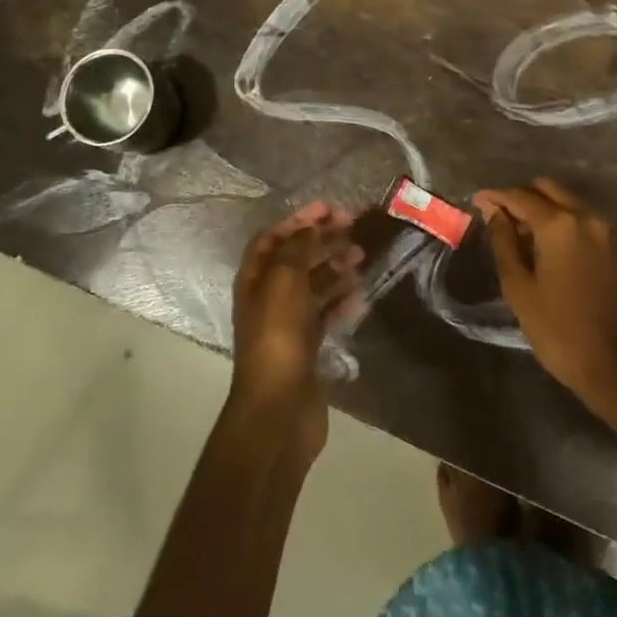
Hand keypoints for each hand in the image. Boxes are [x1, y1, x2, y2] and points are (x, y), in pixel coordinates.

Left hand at [227, 201, 362, 458]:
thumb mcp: (284, 281)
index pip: (273, 238)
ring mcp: (288, 324)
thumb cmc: (277, 336)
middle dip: (321, 239)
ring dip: (335, 266)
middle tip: (353, 226)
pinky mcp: (307, 347)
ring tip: (361, 255)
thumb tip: (311, 228)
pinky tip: (361, 293)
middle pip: (295, 258)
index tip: (329, 208)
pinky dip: (341, 300)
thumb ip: (297, 249)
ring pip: (313, 285)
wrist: (279, 408)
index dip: (298, 220)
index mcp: (254, 280)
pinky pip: (326, 314)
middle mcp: (268, 298)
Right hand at [473, 179, 616, 435]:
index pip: (520, 196)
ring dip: (546, 209)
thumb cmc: (560, 331)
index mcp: (559, 225)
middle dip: (523, 197)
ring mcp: (609, 232)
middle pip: (549, 190)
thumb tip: (495, 214)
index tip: (478, 201)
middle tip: (502, 217)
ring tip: (525, 234)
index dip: (496, 197)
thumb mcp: (520, 289)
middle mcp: (587, 218)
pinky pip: (587, 222)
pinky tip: (553, 248)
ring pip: (571, 203)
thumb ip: (504, 243)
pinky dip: (566, 223)